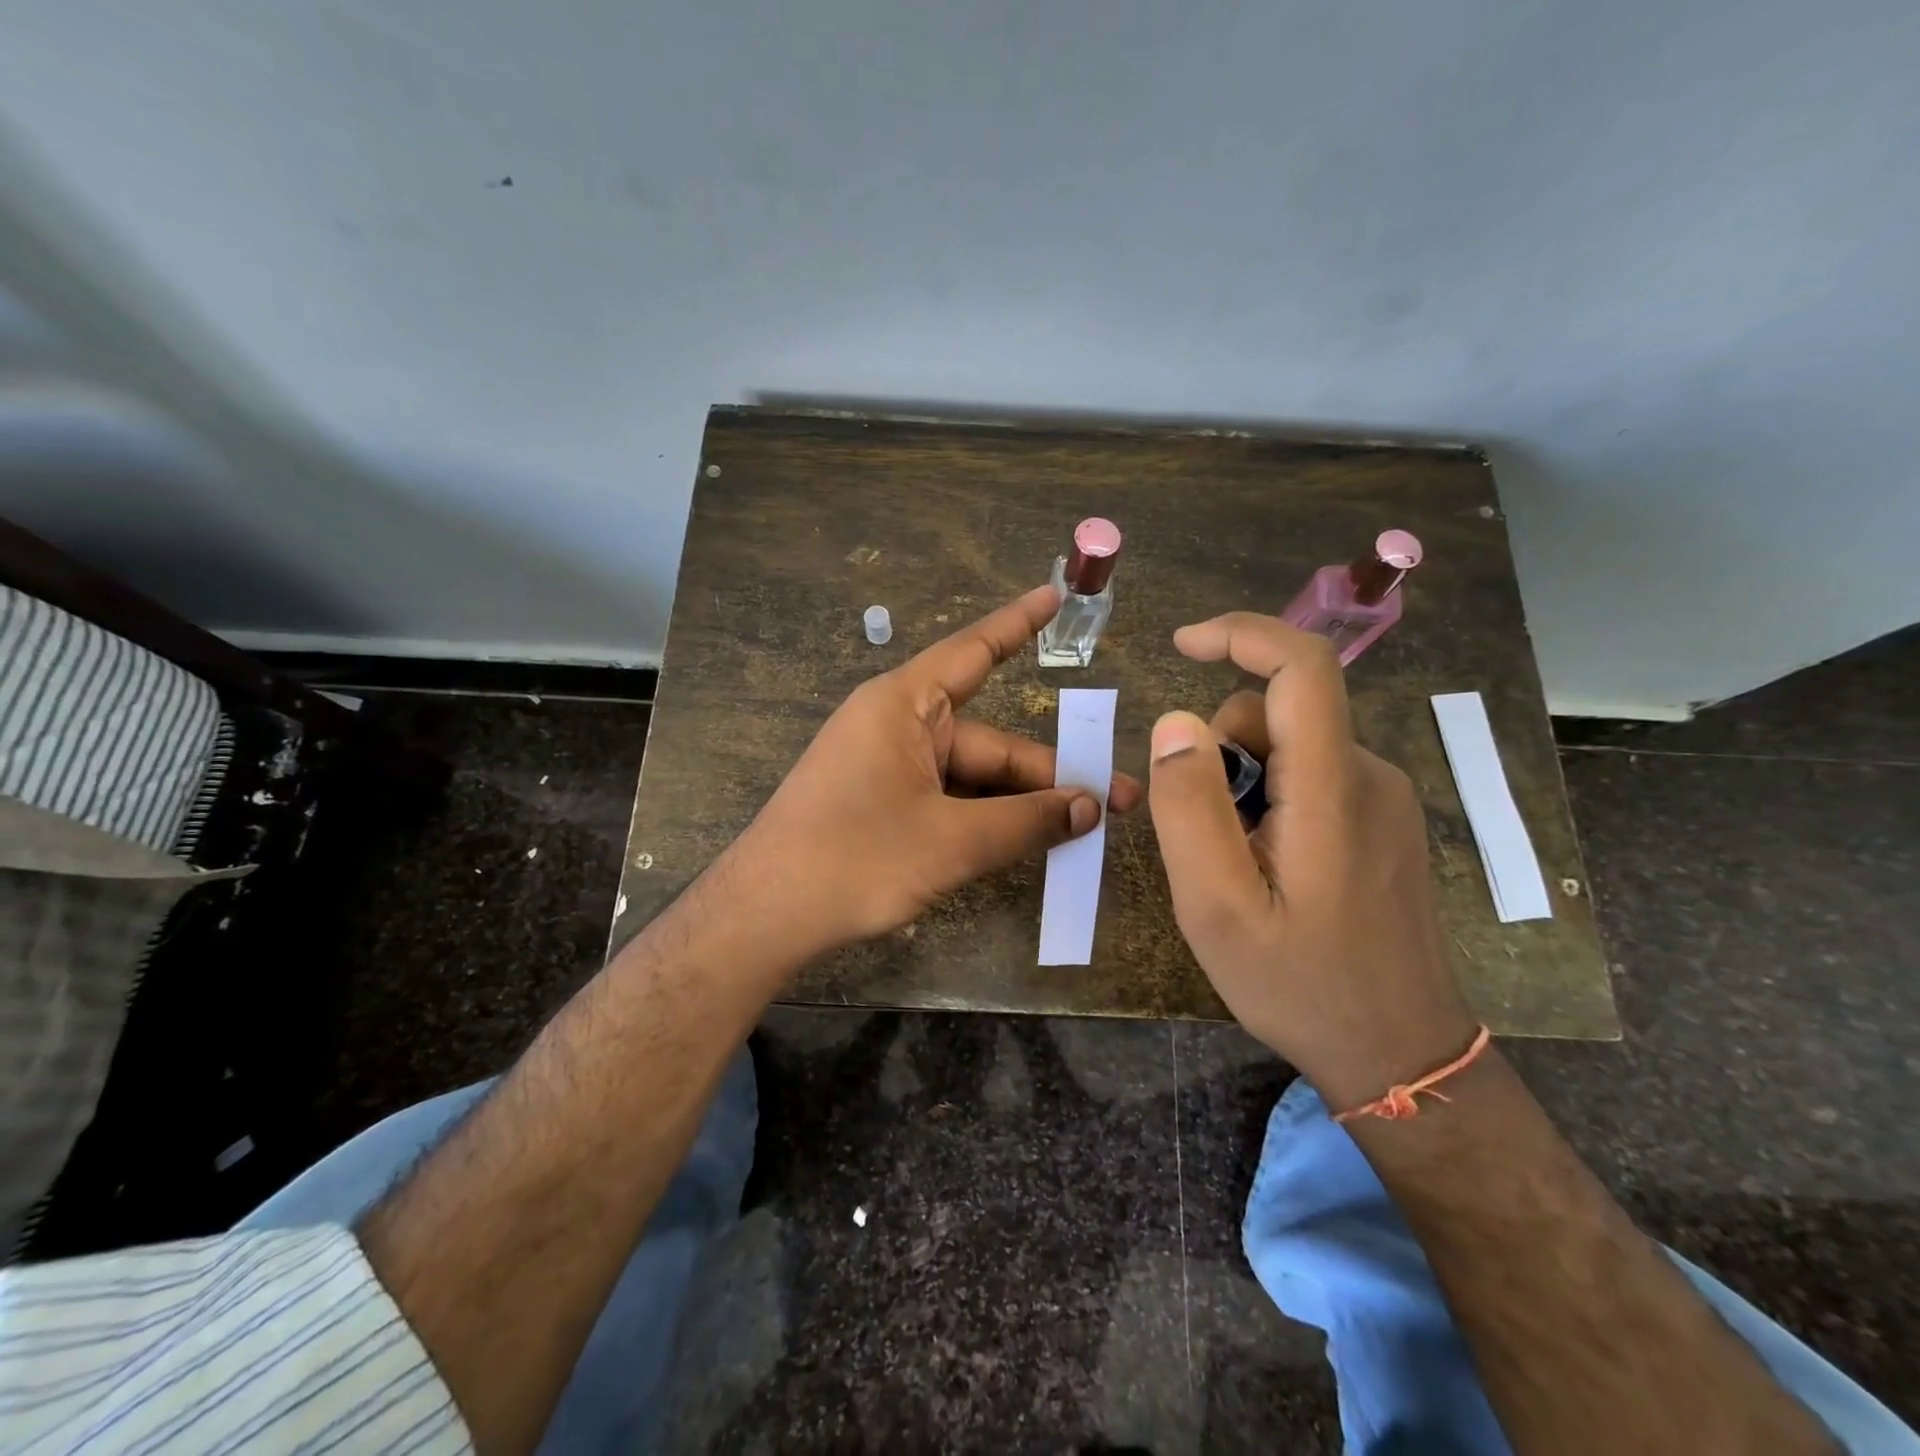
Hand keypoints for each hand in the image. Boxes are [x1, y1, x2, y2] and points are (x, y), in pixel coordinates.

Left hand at [735, 585, 1141, 952]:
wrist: (765, 918)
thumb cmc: (854, 860)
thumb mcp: (950, 843)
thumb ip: (1026, 822)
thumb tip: (1090, 808)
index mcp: (905, 706)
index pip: (973, 652)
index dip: (1018, 625)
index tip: (1056, 598)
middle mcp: (898, 727)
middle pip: (989, 744)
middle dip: (1049, 775)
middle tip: (1115, 803)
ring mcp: (889, 768)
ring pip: (972, 779)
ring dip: (1020, 806)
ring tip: (1083, 832)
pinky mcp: (884, 804)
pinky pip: (948, 801)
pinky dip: (986, 821)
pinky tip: (1028, 845)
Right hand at [1147, 612, 1477, 1108]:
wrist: (1399, 1052)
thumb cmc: (1300, 983)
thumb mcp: (1216, 906)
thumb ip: (1189, 808)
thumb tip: (1175, 723)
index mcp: (1332, 789)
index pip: (1301, 667)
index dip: (1241, 634)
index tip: (1182, 644)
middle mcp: (1370, 776)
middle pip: (1278, 715)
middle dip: (1221, 752)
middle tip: (1204, 837)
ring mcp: (1384, 800)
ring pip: (1290, 748)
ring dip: (1244, 783)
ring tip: (1238, 863)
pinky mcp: (1384, 822)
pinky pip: (1311, 778)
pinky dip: (1271, 800)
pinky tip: (1269, 868)